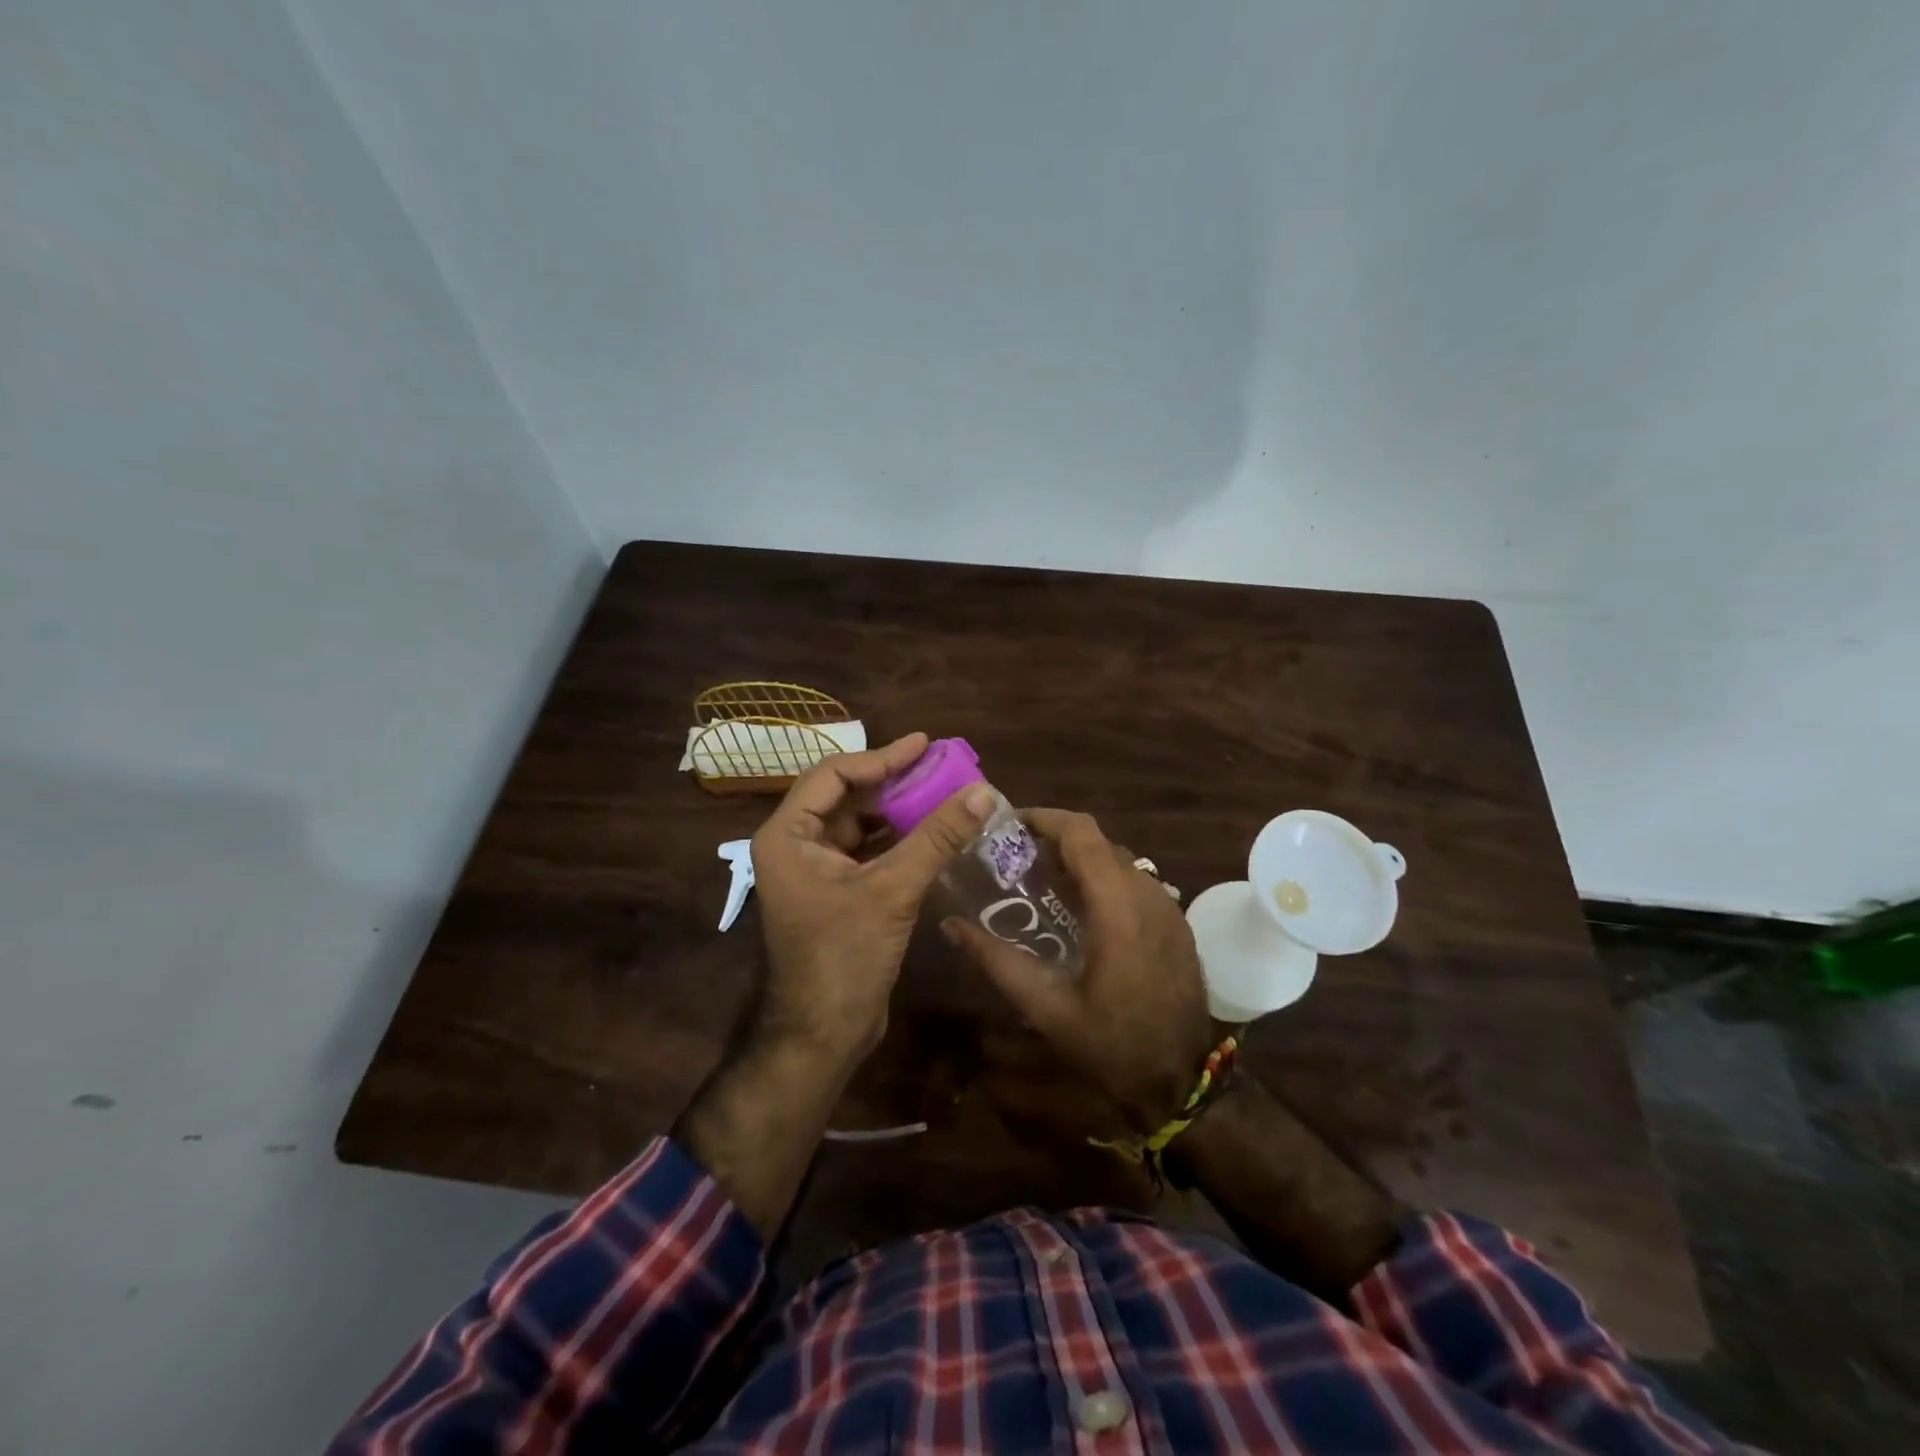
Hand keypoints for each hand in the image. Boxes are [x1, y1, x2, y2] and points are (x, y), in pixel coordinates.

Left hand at [749, 732, 994, 1064]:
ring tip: (944, 793)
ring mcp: (814, 872)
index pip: (833, 775)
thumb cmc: (844, 957)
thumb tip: (983, 791)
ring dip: (899, 811)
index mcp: (788, 836)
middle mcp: (795, 846)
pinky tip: (933, 833)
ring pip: (859, 825)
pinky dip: (898, 840)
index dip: (881, 756)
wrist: (823, 1036)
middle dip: (893, 782)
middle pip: (846, 796)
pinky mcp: (835, 894)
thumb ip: (937, 837)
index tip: (924, 744)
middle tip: (941, 767)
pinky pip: (867, 852)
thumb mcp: (893, 890)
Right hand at [943, 810, 1216, 1134]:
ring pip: (1119, 858)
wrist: (1183, 1082)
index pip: (1082, 833)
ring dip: (1080, 858)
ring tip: (1040, 880)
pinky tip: (1079, 910)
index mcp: (1118, 907)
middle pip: (1099, 841)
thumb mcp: (1047, 1007)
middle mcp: (1148, 894)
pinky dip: (1103, 878)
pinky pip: (1135, 881)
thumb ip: (998, 961)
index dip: (1044, 818)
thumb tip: (951, 927)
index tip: (1008, 825)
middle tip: (1015, 857)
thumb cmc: (1113, 1045)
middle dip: (1056, 838)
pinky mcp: (1177, 923)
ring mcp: (1168, 907)